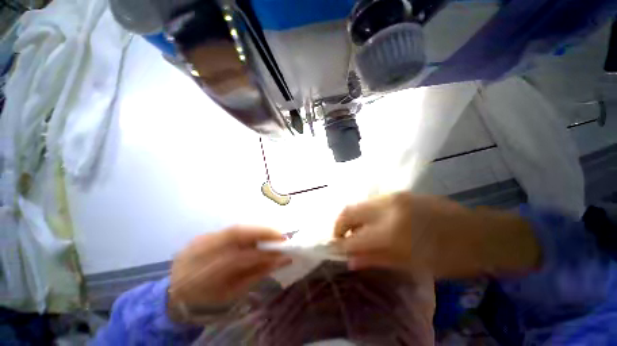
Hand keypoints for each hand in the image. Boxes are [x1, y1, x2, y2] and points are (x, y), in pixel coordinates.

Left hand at [169, 226, 290, 311]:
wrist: (178, 292)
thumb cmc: (209, 299)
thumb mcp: (233, 293)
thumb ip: (258, 274)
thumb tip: (283, 259)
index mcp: (201, 277)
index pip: (237, 258)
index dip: (262, 253)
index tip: (283, 251)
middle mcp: (198, 253)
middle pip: (234, 234)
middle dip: (262, 231)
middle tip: (281, 235)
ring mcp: (199, 241)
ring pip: (234, 229)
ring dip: (257, 229)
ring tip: (272, 234)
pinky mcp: (203, 235)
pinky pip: (230, 230)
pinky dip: (247, 231)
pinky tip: (257, 235)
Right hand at [333, 193, 539, 278]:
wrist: (479, 232)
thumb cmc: (450, 257)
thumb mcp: (412, 265)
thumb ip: (377, 259)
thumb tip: (351, 260)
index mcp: (393, 231)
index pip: (354, 237)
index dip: (341, 244)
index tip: (333, 249)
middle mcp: (387, 208)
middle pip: (349, 211)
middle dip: (339, 224)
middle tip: (338, 237)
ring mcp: (393, 197)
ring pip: (359, 204)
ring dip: (351, 218)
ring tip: (353, 231)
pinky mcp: (398, 193)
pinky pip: (371, 202)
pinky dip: (364, 213)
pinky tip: (369, 223)